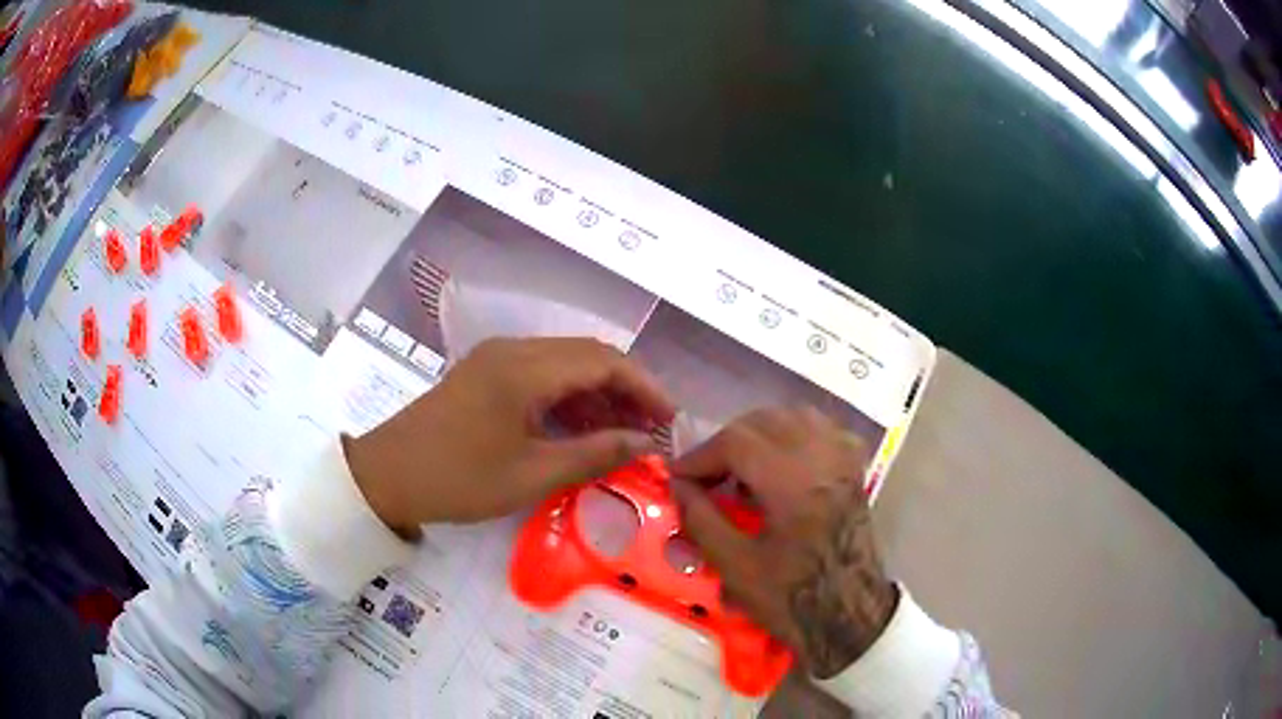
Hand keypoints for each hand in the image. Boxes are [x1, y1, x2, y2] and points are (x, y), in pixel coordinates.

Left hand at [345, 337, 674, 535]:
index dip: (645, 387)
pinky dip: (568, 397)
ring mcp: (496, 358)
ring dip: (598, 393)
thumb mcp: (531, 475)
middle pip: (587, 355)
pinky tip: (581, 427)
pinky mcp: (485, 373)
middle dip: (626, 388)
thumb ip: (594, 454)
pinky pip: (540, 375)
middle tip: (652, 429)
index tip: (670, 420)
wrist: (386, 475)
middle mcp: (514, 350)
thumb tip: (644, 444)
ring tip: (624, 432)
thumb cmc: (458, 479)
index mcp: (525, 368)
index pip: (604, 361)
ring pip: (565, 363)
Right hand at [670, 407, 896, 678]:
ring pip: (797, 416)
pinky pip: (825, 430)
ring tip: (741, 466)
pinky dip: (798, 433)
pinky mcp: (854, 471)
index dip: (701, 455)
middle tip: (706, 475)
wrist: (849, 616)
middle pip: (765, 421)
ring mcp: (844, 462)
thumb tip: (679, 486)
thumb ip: (702, 520)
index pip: (738, 442)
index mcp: (793, 485)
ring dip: (761, 432)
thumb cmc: (792, 599)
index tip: (679, 478)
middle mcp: (822, 461)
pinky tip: (784, 459)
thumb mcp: (736, 567)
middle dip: (727, 442)